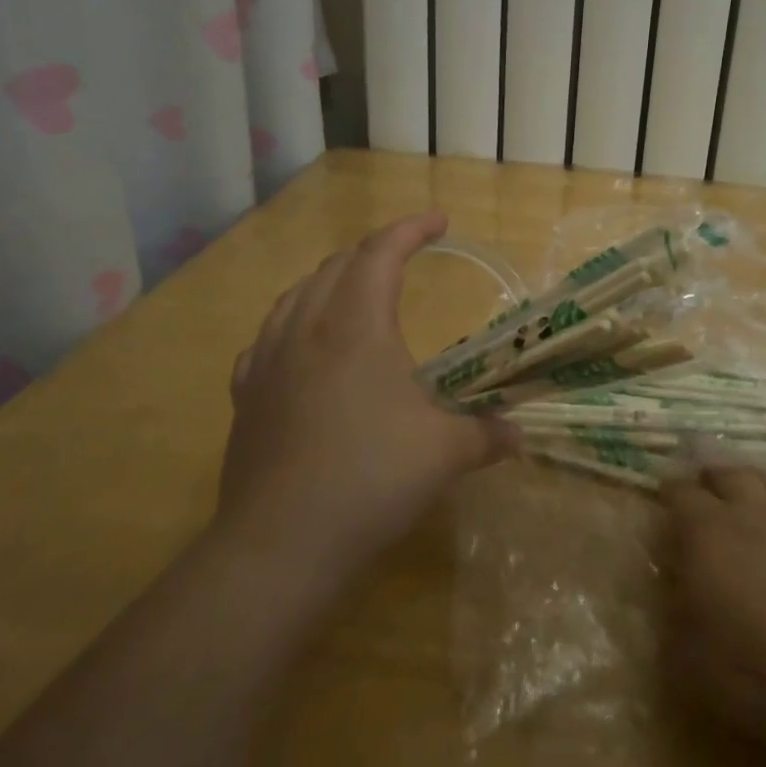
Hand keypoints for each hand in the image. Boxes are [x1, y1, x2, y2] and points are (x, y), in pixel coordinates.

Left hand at [218, 212, 516, 594]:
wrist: (280, 544)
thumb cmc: (371, 479)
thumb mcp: (446, 454)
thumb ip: (487, 435)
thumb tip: (518, 434)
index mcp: (356, 326)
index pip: (381, 253)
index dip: (411, 229)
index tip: (440, 221)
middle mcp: (306, 329)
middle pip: (337, 266)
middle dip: (375, 251)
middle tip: (405, 257)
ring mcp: (268, 362)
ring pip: (296, 295)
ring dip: (332, 280)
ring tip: (356, 291)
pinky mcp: (247, 397)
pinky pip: (270, 337)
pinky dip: (295, 322)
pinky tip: (304, 348)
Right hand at [661, 463, 765, 748]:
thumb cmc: (757, 676)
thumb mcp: (689, 657)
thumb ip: (676, 609)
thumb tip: (676, 581)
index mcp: (708, 533)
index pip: (680, 493)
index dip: (669, 492)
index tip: (662, 496)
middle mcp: (752, 515)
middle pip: (729, 473)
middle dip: (711, 476)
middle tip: (702, 486)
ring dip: (750, 488)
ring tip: (744, 504)